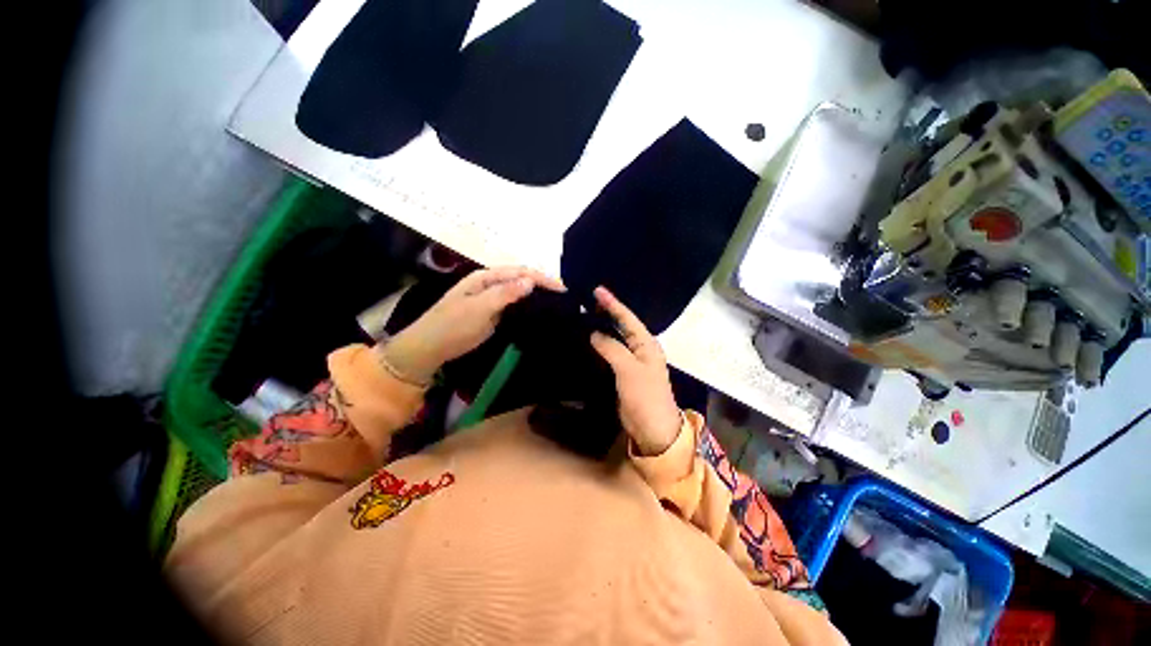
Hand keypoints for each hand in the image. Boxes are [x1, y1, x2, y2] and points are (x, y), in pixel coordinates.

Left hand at [380, 266, 564, 384]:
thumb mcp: (479, 309)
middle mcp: (491, 284)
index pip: (519, 272)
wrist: (430, 347)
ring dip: (537, 295)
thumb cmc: (452, 325)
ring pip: (519, 292)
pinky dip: (528, 307)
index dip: (541, 278)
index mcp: (486, 277)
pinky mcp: (494, 313)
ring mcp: (492, 299)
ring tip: (557, 302)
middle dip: (542, 284)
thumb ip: (505, 294)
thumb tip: (531, 280)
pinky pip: (515, 306)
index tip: (561, 289)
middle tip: (564, 295)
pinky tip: (539, 313)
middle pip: (521, 279)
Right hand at [589, 287, 681, 455]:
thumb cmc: (645, 396)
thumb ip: (612, 349)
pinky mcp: (623, 374)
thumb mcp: (629, 370)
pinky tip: (588, 341)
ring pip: (615, 339)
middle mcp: (640, 349)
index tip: (597, 290)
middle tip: (587, 301)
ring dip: (602, 328)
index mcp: (646, 344)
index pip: (628, 318)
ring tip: (584, 316)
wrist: (653, 429)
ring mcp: (631, 362)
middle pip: (622, 326)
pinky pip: (610, 354)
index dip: (613, 304)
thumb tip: (594, 334)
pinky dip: (599, 346)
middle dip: (607, 313)